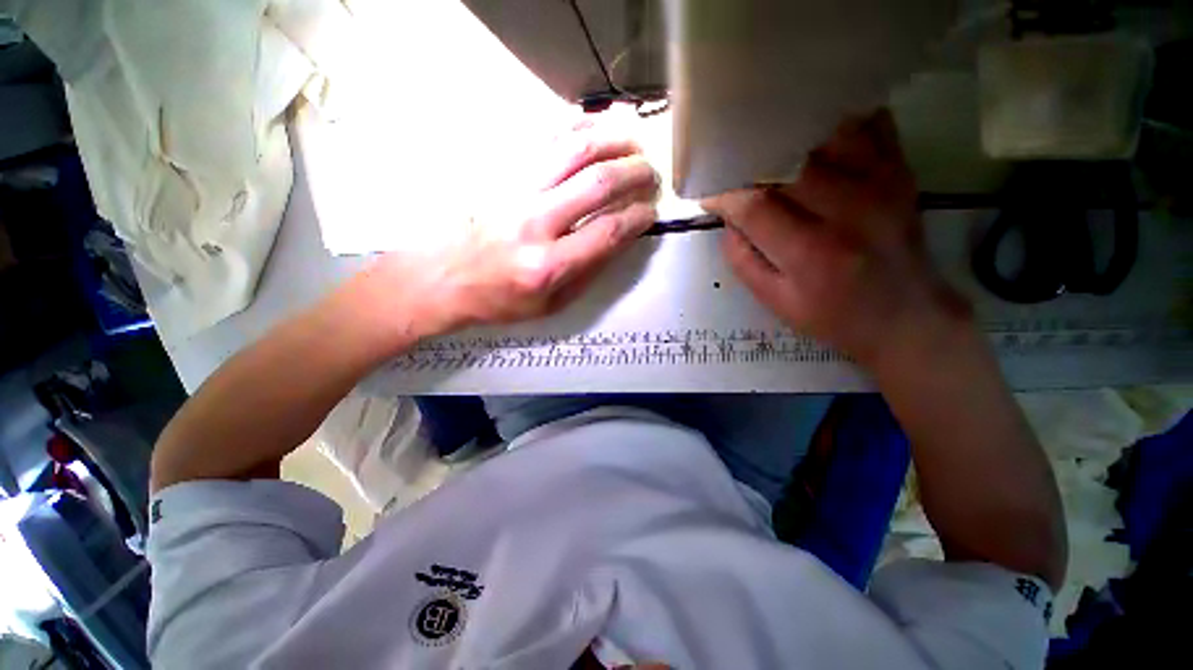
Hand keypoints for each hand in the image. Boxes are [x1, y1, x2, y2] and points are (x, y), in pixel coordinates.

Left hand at [356, 114, 659, 341]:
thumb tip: (620, 239)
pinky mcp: (501, 174)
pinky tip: (596, 128)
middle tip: (651, 175)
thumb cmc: (500, 299)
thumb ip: (588, 273)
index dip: (638, 218)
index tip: (651, 212)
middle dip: (635, 174)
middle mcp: (535, 222)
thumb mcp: (551, 304)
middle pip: (597, 183)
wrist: (442, 279)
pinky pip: (544, 140)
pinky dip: (576, 128)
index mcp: (549, 265)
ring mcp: (516, 191)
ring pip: (573, 150)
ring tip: (634, 143)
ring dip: (612, 141)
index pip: (608, 232)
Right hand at [703, 110, 968, 369]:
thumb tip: (729, 221)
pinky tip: (818, 133)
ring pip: (829, 133)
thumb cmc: (833, 316)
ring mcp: (882, 185)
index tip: (710, 195)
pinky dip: (840, 122)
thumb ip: (743, 261)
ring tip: (772, 146)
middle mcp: (849, 211)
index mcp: (810, 253)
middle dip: (753, 162)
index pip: (755, 206)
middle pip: (789, 162)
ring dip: (794, 136)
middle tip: (735, 168)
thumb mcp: (775, 301)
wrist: (906, 317)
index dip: (725, 196)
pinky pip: (871, 126)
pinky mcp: (901, 173)